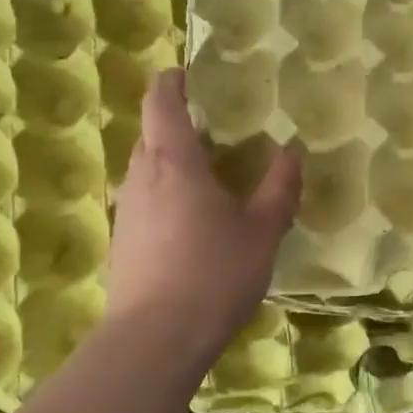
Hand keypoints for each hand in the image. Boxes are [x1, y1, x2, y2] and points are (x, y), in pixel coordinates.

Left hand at [103, 69, 300, 370]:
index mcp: (173, 162)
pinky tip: (189, 220)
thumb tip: (290, 152)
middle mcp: (141, 178)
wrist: (155, 340)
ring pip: (144, 169)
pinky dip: (164, 192)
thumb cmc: (214, 273)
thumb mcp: (263, 230)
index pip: (161, 103)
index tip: (185, 73)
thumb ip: (279, 187)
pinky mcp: (122, 242)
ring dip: (169, 160)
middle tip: (212, 127)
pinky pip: (143, 200)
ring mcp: (126, 211)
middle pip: (150, 134)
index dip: (170, 82)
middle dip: (174, 122)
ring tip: (205, 172)